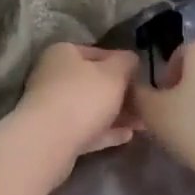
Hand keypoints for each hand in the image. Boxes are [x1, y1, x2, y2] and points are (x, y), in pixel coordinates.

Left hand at [13, 43, 141, 178]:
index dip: (122, 63)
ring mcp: (52, 106)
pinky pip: (85, 129)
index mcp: (63, 53)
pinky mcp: (54, 134)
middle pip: (94, 82)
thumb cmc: (83, 97)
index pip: (98, 52)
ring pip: (90, 108)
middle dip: (122, 93)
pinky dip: (105, 131)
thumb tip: (131, 58)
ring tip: (143, 122)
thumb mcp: (114, 73)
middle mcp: (53, 76)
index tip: (142, 77)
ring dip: (117, 114)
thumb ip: (126, 62)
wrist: (48, 142)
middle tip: (146, 103)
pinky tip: (128, 136)